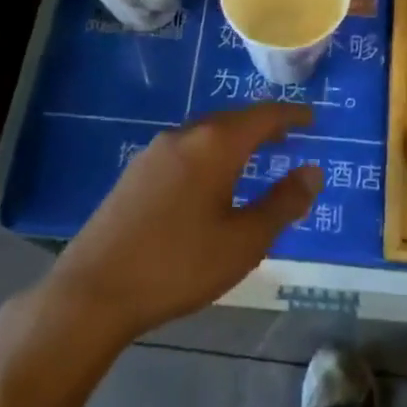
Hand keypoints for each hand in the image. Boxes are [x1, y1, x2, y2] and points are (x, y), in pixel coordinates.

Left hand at [44, 104, 322, 345]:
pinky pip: (184, 151)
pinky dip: (208, 155)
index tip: (312, 118)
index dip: (290, 116)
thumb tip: (313, 172)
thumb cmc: (178, 265)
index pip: (263, 116)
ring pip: (205, 134)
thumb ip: (282, 204)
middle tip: (286, 138)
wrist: (93, 291)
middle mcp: (185, 135)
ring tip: (250, 159)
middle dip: (261, 127)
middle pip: (232, 120)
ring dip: (232, 141)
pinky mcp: (134, 173)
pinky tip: (207, 182)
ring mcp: (154, 152)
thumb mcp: (243, 242)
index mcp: (215, 144)